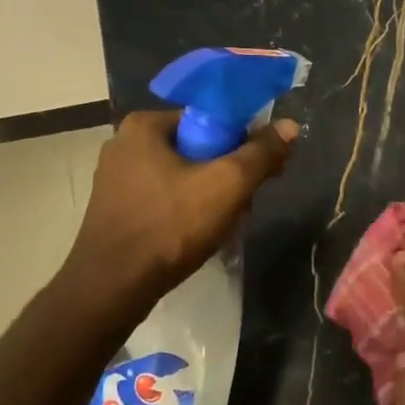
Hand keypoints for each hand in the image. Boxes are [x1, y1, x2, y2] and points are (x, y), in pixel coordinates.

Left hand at [62, 109, 297, 296]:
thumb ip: (261, 153)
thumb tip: (290, 126)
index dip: (243, 142)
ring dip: (210, 196)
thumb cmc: (170, 226)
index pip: (209, 119)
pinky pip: (163, 198)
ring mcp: (115, 178)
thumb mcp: (228, 185)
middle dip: (227, 175)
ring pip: (182, 176)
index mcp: (145, 126)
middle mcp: (124, 143)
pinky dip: (185, 211)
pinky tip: (197, 235)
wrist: (114, 286)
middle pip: (197, 148)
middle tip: (246, 204)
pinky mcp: (115, 209)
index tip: (262, 170)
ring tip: (225, 225)